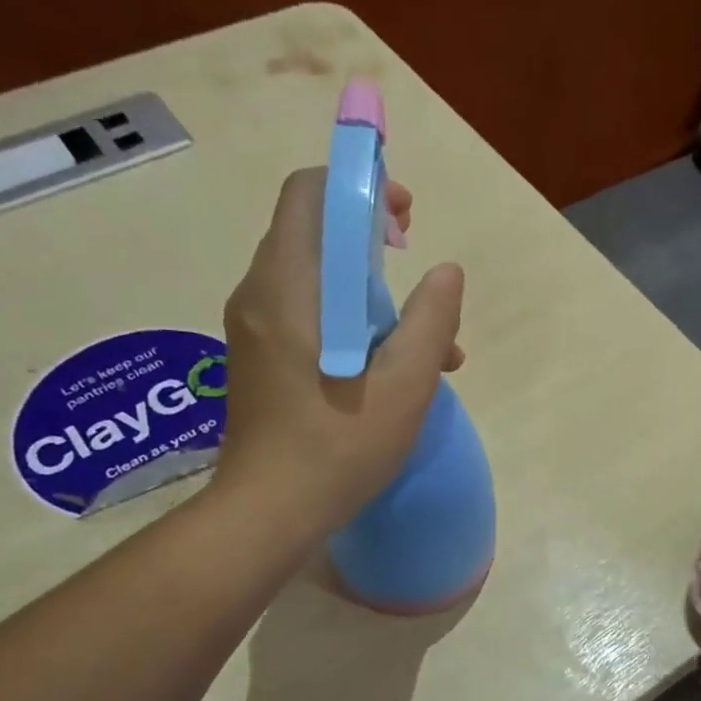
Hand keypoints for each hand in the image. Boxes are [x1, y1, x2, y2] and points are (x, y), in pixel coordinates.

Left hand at [215, 166, 464, 526]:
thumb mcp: (406, 384)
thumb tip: (447, 272)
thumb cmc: (339, 445)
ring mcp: (253, 330)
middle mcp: (259, 295)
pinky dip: (347, 323)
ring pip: (314, 282)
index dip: (360, 189)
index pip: (311, 195)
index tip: (405, 220)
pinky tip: (387, 371)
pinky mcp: (257, 361)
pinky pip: (304, 317)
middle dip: (371, 244)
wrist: (270, 512)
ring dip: (368, 295)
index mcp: (289, 286)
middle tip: (415, 276)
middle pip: (313, 235)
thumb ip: (432, 321)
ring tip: (421, 344)